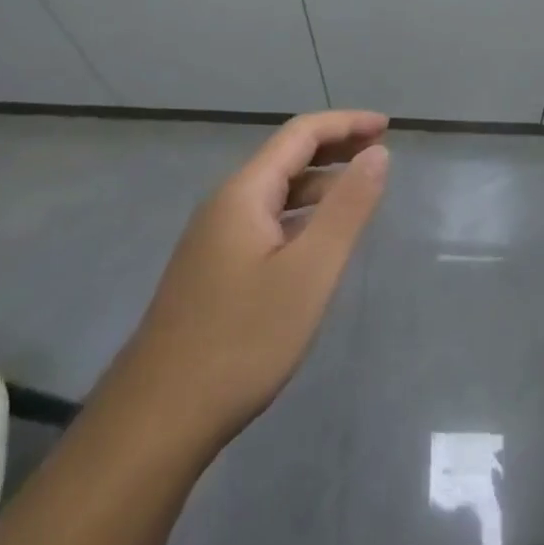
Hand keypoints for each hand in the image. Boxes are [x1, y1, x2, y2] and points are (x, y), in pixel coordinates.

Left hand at [116, 110, 389, 462]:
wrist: (156, 421)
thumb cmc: (242, 341)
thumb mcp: (310, 272)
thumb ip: (347, 208)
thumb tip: (377, 153)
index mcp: (244, 192)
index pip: (301, 134)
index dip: (346, 123)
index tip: (387, 127)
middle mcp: (225, 204)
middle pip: (286, 156)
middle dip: (335, 147)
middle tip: (380, 151)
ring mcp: (213, 238)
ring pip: (275, 192)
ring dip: (319, 182)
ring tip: (359, 192)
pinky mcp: (211, 270)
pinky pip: (264, 220)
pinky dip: (300, 213)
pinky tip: (316, 240)